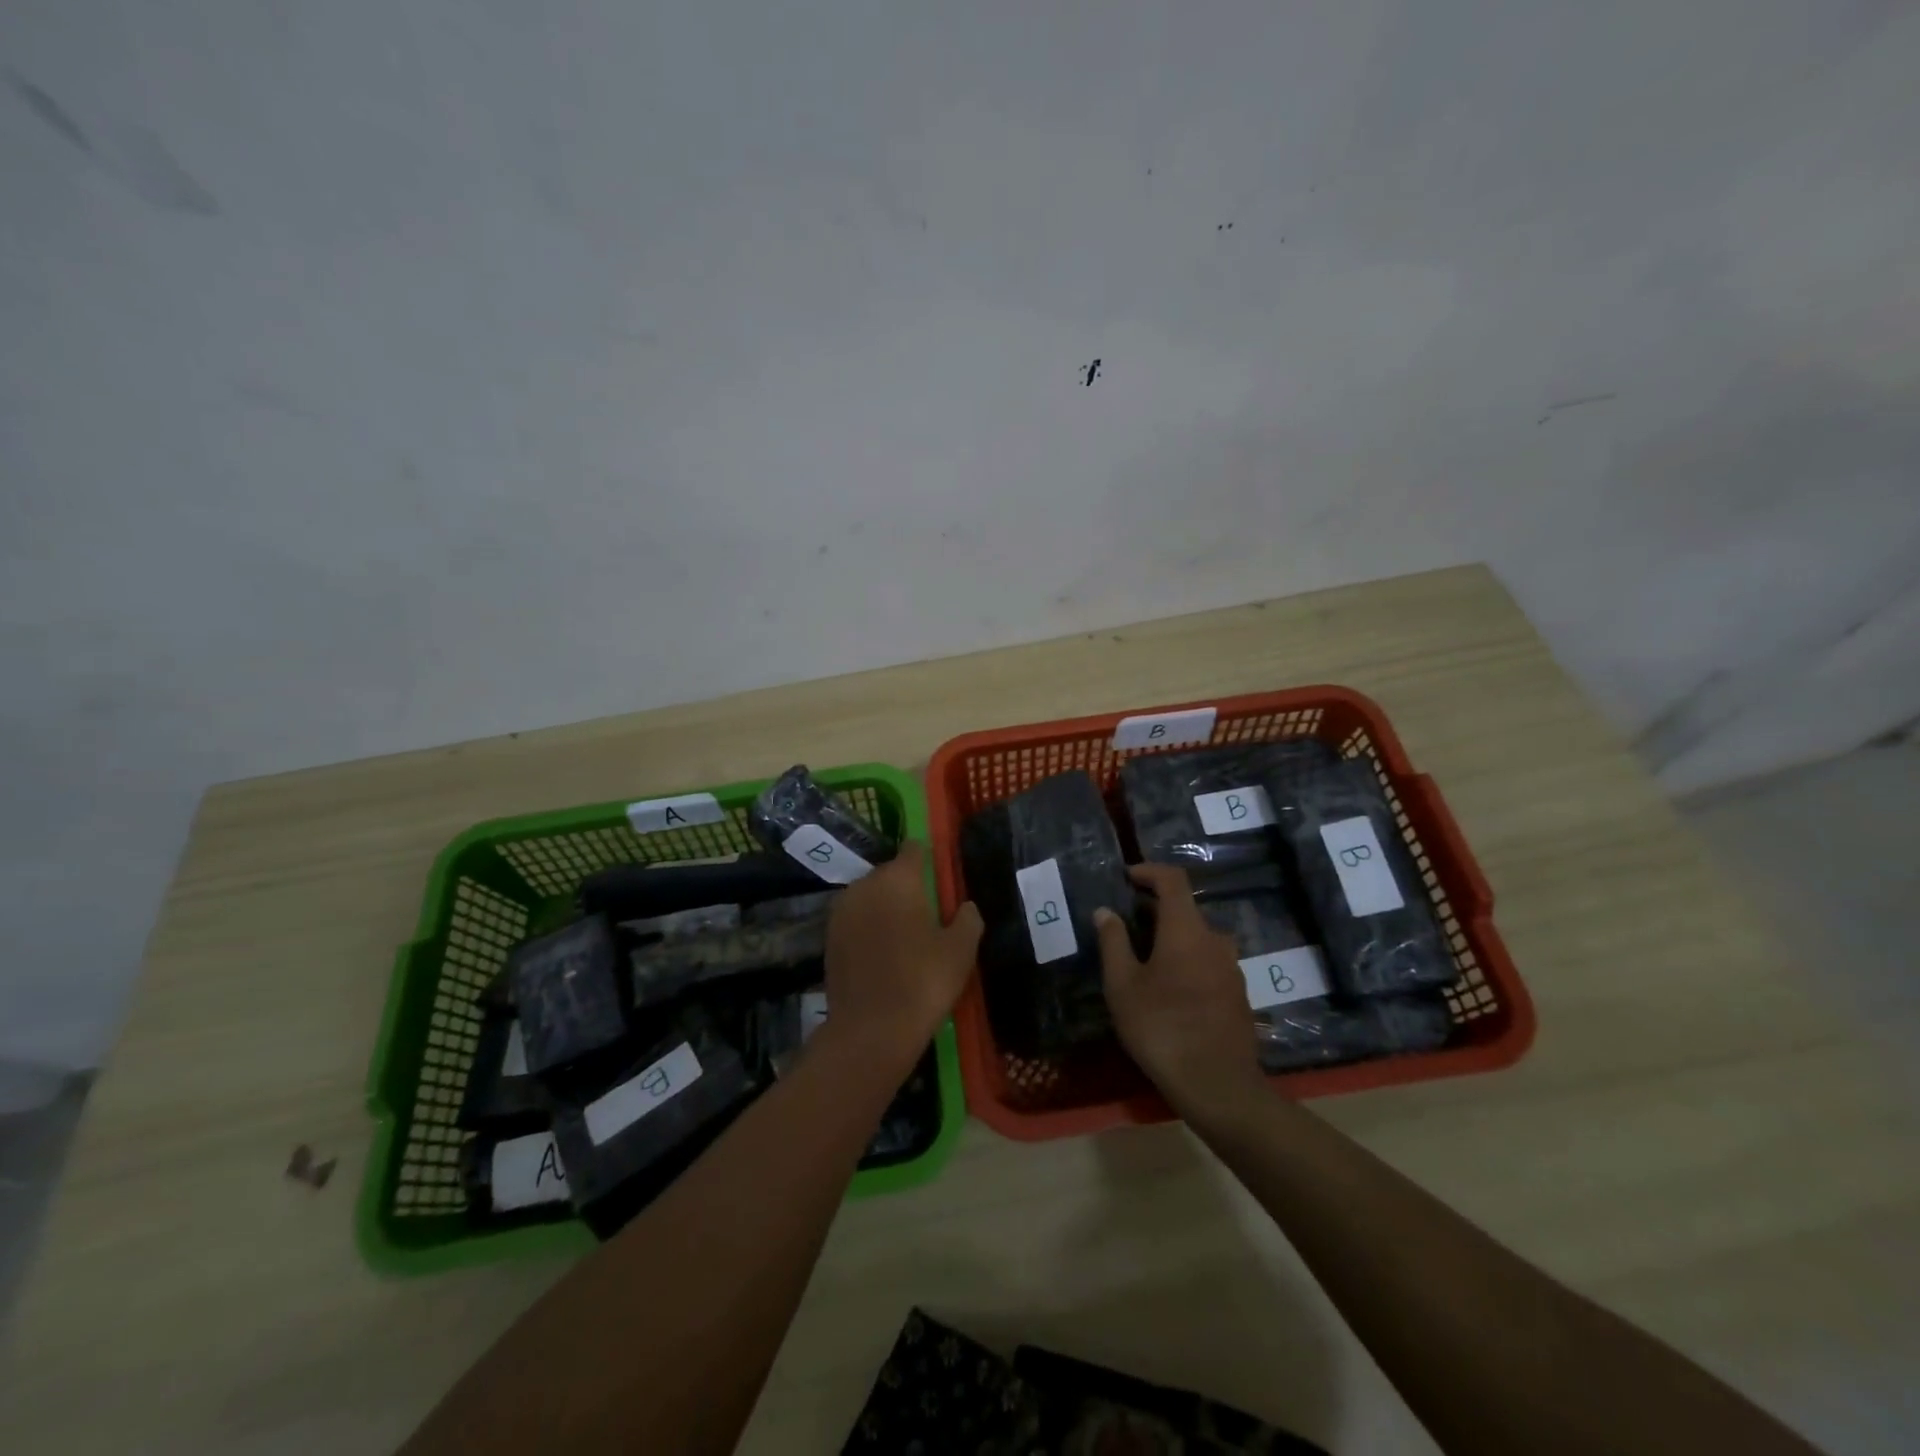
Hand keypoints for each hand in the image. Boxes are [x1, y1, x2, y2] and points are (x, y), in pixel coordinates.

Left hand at [823, 842, 982, 1053]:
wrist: (870, 1031)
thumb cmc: (923, 982)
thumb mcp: (961, 950)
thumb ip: (967, 918)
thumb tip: (965, 906)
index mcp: (898, 878)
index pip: (913, 848)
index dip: (928, 857)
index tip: (940, 876)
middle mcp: (865, 884)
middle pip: (890, 873)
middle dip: (907, 886)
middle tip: (928, 913)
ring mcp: (841, 910)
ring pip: (870, 896)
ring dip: (885, 907)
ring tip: (905, 936)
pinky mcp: (828, 936)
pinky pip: (856, 920)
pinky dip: (869, 928)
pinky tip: (883, 953)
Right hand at [1095, 864, 1264, 1118]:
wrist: (1217, 1085)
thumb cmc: (1161, 1027)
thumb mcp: (1123, 984)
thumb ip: (1113, 942)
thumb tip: (1105, 911)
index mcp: (1186, 929)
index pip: (1173, 880)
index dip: (1149, 871)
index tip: (1127, 877)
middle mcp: (1215, 940)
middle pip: (1186, 909)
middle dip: (1155, 909)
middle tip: (1126, 923)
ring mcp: (1231, 968)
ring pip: (1198, 938)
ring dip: (1172, 937)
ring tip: (1145, 958)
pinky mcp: (1238, 994)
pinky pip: (1209, 962)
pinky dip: (1187, 960)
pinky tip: (1169, 988)